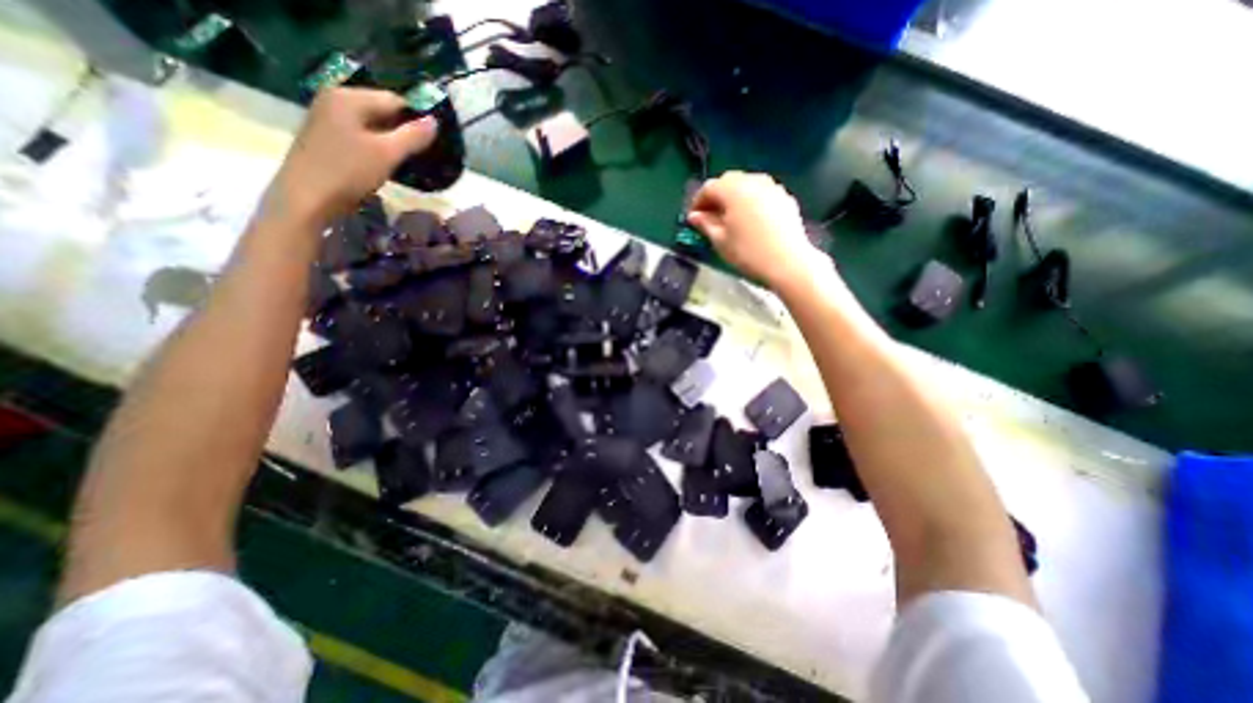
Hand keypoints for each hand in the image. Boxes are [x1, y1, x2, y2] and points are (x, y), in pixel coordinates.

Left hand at [267, 85, 437, 224]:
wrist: (308, 198)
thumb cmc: (349, 172)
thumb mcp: (387, 154)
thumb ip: (413, 136)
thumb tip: (435, 121)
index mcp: (348, 97)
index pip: (394, 100)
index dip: (416, 120)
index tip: (432, 143)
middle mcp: (335, 100)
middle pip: (382, 111)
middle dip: (404, 131)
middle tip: (423, 154)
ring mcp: (327, 118)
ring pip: (372, 125)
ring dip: (392, 142)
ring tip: (408, 162)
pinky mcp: (326, 137)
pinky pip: (361, 136)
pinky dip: (377, 148)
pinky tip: (385, 165)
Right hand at [684, 171, 824, 289]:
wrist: (788, 262)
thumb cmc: (748, 252)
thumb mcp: (720, 240)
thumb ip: (705, 224)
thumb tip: (694, 216)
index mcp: (733, 189)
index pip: (708, 188)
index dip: (697, 202)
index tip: (693, 218)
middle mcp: (753, 181)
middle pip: (729, 181)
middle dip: (716, 196)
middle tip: (710, 216)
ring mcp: (772, 187)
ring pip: (747, 185)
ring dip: (734, 197)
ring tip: (730, 218)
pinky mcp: (785, 198)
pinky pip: (762, 194)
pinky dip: (751, 201)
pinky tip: (751, 220)